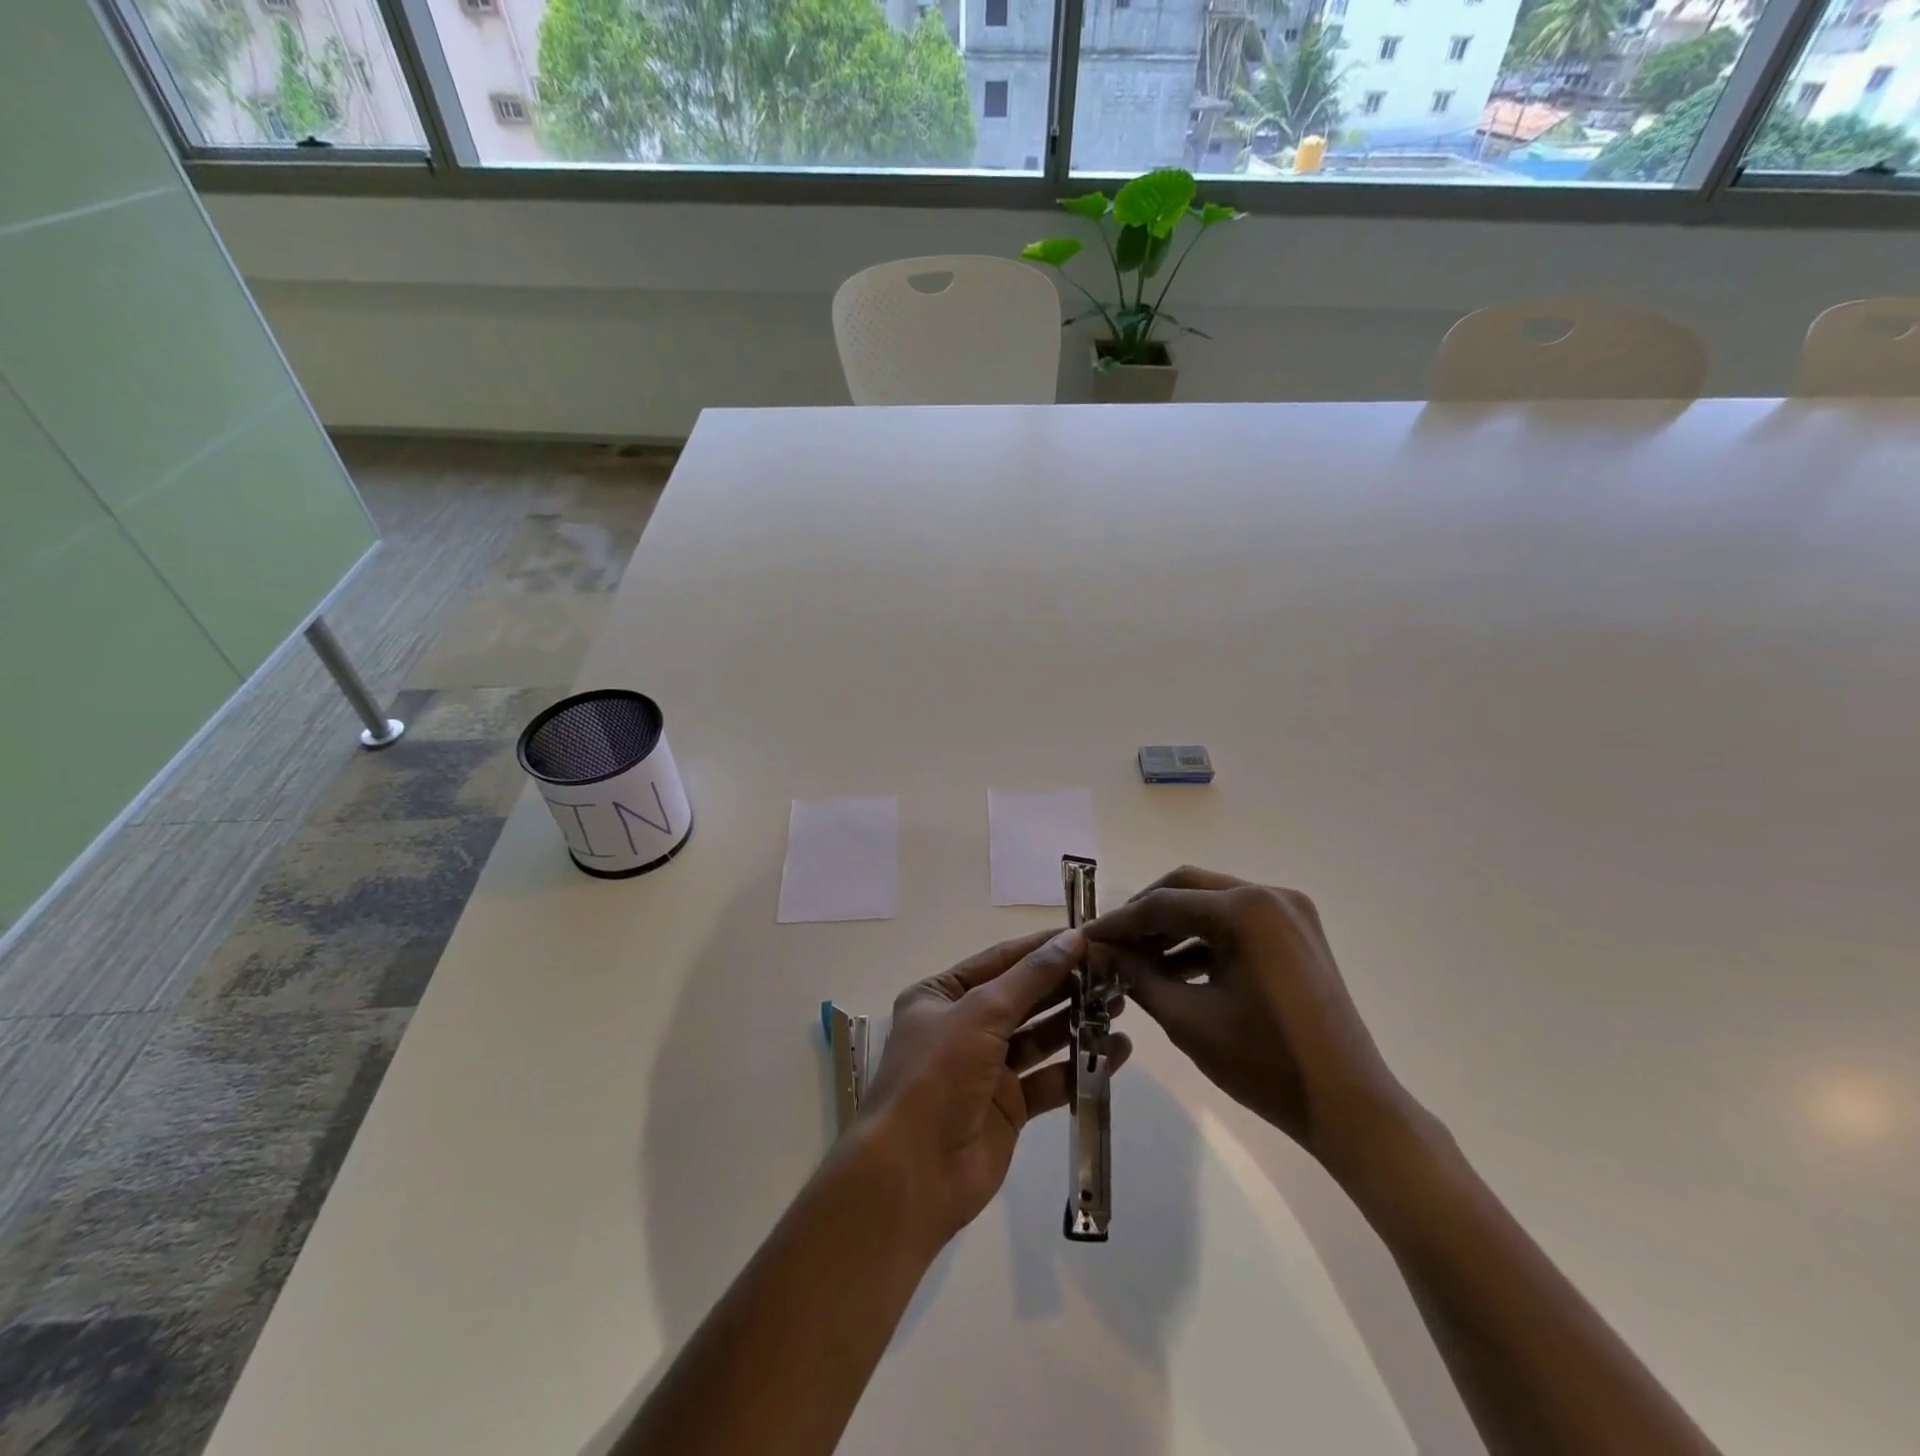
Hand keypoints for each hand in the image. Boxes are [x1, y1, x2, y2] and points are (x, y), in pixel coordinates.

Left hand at [855, 928, 1131, 1246]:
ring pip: (1038, 1037)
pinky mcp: (1008, 1107)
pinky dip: (1079, 1064)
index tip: (1086, 936)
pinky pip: (1050, 1077)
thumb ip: (1031, 977)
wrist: (915, 1173)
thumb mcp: (981, 1012)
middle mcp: (962, 1026)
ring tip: (1120, 1004)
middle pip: (1022, 997)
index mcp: (941, 995)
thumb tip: (1072, 938)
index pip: (999, 960)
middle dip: (1065, 985)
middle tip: (1113, 972)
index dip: (1042, 948)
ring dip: (1076, 1021)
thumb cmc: (939, 1074)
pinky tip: (1116, 1050)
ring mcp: (986, 1068)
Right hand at [1084, 867, 1409, 1174]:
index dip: (1119, 922)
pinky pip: (1237, 922)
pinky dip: (1203, 940)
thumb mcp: (1188, 1018)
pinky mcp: (1297, 933)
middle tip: (1111, 944)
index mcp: (1246, 910)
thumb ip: (1136, 975)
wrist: (1350, 1108)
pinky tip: (1174, 969)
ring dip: (1173, 927)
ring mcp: (1289, 912)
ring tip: (1136, 961)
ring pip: (1211, 903)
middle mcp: (1270, 895)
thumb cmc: (1265, 1065)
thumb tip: (1095, 951)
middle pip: (1187, 888)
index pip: (1163, 903)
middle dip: (1145, 915)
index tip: (1086, 939)